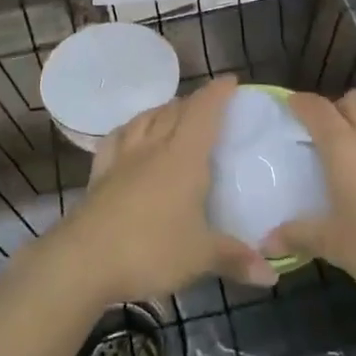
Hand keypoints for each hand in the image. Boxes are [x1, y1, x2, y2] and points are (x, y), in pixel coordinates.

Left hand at [51, 77, 272, 305]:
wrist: (83, 260)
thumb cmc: (150, 250)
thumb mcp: (200, 257)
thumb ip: (236, 259)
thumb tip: (272, 275)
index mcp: (184, 156)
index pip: (204, 111)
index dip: (218, 93)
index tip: (231, 81)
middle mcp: (154, 147)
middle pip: (174, 110)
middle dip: (194, 102)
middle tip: (209, 106)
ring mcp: (123, 158)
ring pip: (145, 119)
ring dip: (162, 110)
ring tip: (173, 113)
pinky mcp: (100, 174)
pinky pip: (117, 139)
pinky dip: (129, 129)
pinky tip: (130, 134)